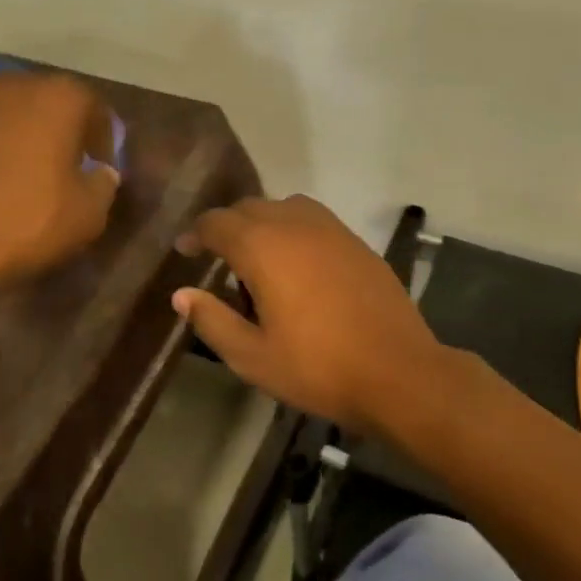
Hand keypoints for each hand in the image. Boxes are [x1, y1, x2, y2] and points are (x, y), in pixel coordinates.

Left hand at [0, 71, 119, 311]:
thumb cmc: (27, 223)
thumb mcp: (89, 213)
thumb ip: (103, 183)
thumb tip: (100, 172)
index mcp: (57, 99)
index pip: (91, 105)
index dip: (101, 136)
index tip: (99, 165)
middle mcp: (9, 85)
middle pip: (42, 100)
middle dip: (54, 128)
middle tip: (59, 165)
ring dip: (12, 134)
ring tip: (13, 173)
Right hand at [172, 195, 444, 435]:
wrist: (398, 372)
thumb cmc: (317, 367)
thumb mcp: (251, 356)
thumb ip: (212, 320)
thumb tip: (182, 295)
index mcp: (263, 247)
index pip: (216, 223)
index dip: (195, 235)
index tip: (185, 252)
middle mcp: (295, 224)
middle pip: (249, 208)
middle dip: (227, 227)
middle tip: (218, 261)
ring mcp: (332, 230)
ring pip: (284, 208)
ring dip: (263, 224)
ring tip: (259, 262)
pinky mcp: (357, 243)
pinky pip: (313, 220)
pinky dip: (294, 231)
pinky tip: (298, 268)